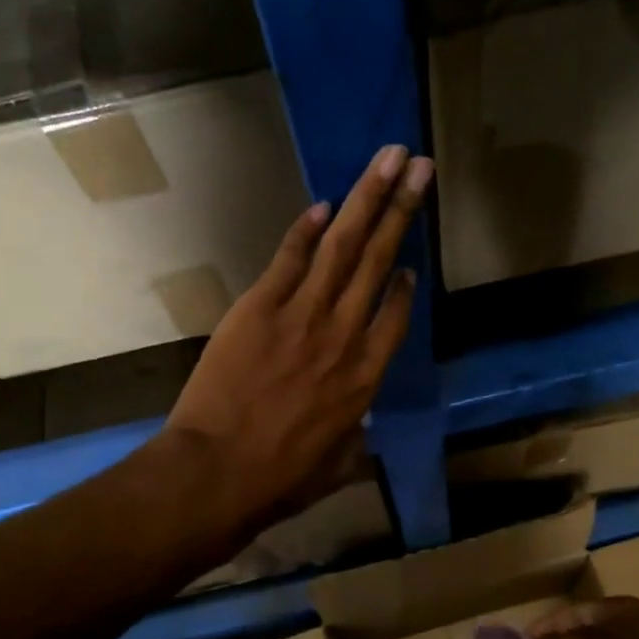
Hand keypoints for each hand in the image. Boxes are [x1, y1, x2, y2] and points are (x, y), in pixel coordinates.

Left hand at [164, 143, 432, 530]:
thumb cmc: (279, 479)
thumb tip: (355, 426)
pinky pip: (290, 259)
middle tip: (420, 167)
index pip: (395, 316)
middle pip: (379, 262)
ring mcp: (303, 316)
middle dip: (402, 210)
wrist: (218, 471)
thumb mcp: (335, 468)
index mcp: (366, 378)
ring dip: (368, 199)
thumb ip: (353, 438)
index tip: (411, 263)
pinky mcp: (260, 308)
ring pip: (343, 248)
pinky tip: (324, 203)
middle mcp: (344, 336)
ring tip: (390, 160)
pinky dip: (306, 230)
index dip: (404, 285)